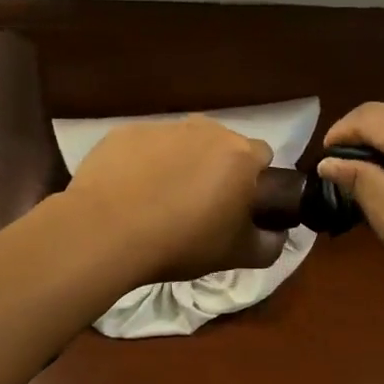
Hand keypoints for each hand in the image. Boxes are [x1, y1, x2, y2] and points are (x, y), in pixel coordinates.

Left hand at [64, 118, 287, 283]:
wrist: (107, 231)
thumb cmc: (181, 242)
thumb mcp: (238, 256)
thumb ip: (270, 244)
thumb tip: (276, 233)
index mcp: (239, 155)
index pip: (262, 156)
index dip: (254, 181)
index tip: (238, 205)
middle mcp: (205, 130)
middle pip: (221, 145)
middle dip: (216, 169)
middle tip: (199, 206)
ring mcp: (162, 127)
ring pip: (182, 143)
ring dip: (179, 163)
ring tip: (159, 200)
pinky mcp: (125, 132)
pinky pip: (144, 146)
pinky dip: (143, 163)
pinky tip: (129, 192)